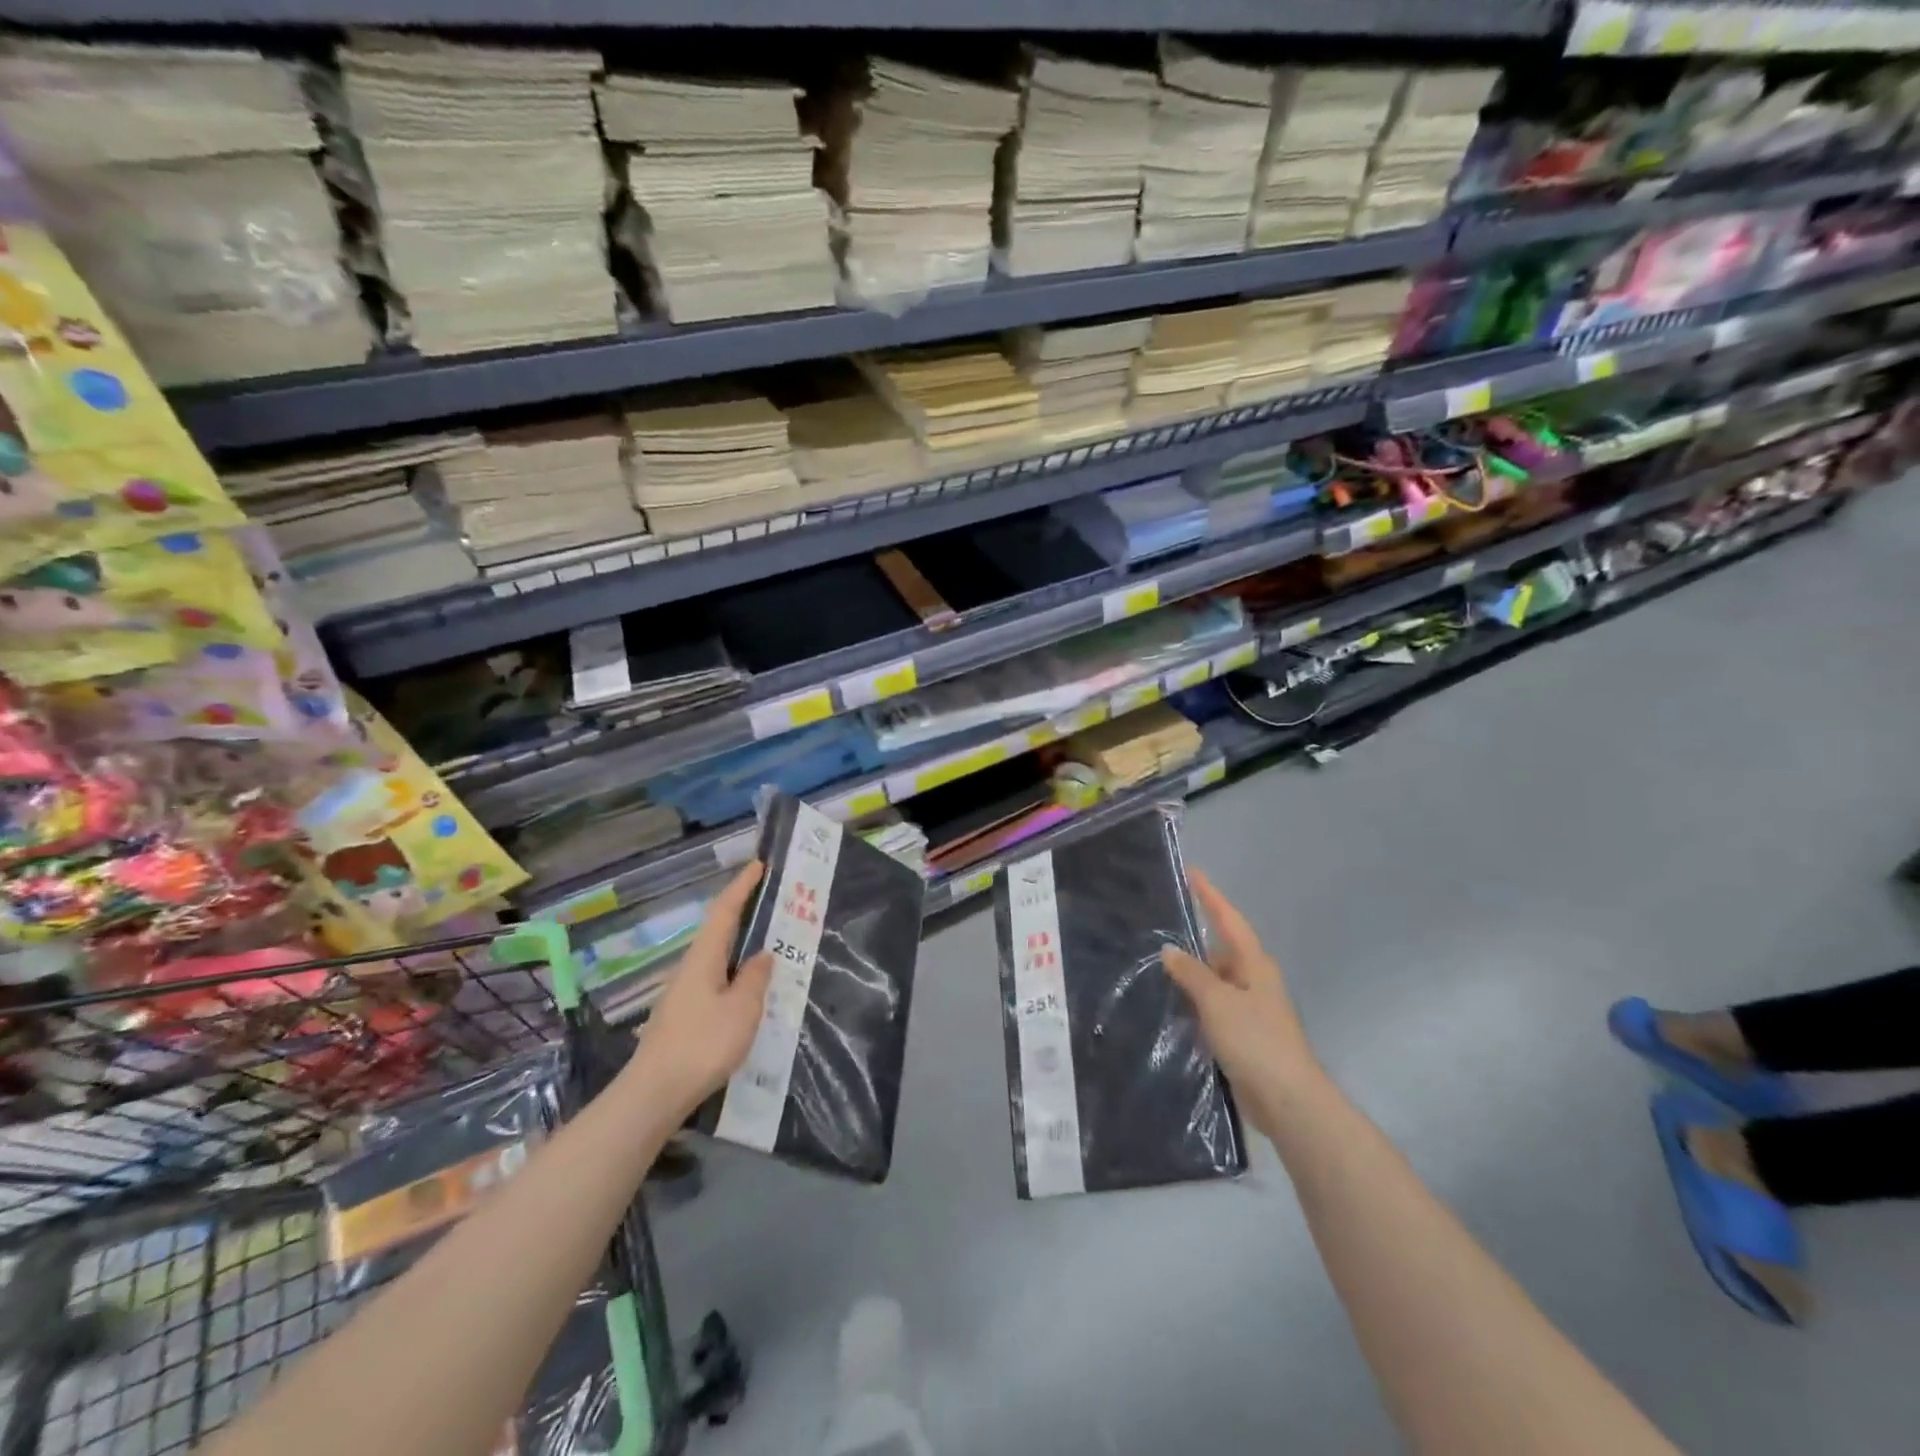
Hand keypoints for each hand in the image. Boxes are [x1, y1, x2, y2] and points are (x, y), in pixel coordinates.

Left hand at [626, 861, 773, 1116]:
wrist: (654, 1093)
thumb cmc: (703, 1044)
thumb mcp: (742, 1009)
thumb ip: (756, 978)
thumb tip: (764, 953)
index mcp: (704, 957)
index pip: (724, 911)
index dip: (742, 886)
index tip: (759, 864)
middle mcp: (690, 967)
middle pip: (718, 929)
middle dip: (743, 911)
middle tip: (772, 900)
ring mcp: (683, 992)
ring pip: (716, 956)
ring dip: (740, 942)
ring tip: (768, 942)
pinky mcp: (683, 1015)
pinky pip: (715, 978)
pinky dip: (734, 969)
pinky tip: (747, 986)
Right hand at [1161, 868, 1320, 1136]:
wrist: (1288, 1101)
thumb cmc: (1255, 1041)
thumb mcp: (1217, 1001)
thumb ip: (1192, 974)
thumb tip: (1170, 950)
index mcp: (1254, 964)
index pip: (1229, 920)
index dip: (1211, 896)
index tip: (1192, 873)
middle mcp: (1255, 980)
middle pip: (1222, 949)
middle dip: (1196, 938)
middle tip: (1161, 925)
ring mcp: (1251, 1009)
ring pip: (1216, 980)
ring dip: (1192, 974)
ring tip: (1156, 964)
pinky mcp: (1244, 1035)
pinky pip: (1214, 1006)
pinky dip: (1195, 1001)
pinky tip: (1173, 1005)